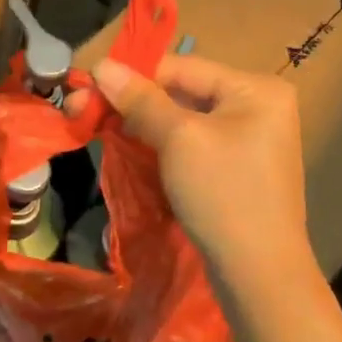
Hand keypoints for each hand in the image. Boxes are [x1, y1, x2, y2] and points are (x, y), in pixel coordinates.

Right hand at [90, 55, 316, 297]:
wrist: (260, 276)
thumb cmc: (223, 195)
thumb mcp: (178, 139)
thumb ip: (140, 99)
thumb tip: (101, 64)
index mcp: (255, 88)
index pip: (181, 66)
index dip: (131, 74)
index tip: (86, 84)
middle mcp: (256, 105)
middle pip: (181, 91)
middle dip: (131, 100)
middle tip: (81, 108)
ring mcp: (248, 138)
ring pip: (182, 117)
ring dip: (140, 121)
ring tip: (97, 125)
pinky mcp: (235, 166)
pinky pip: (190, 141)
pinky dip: (159, 142)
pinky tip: (129, 145)